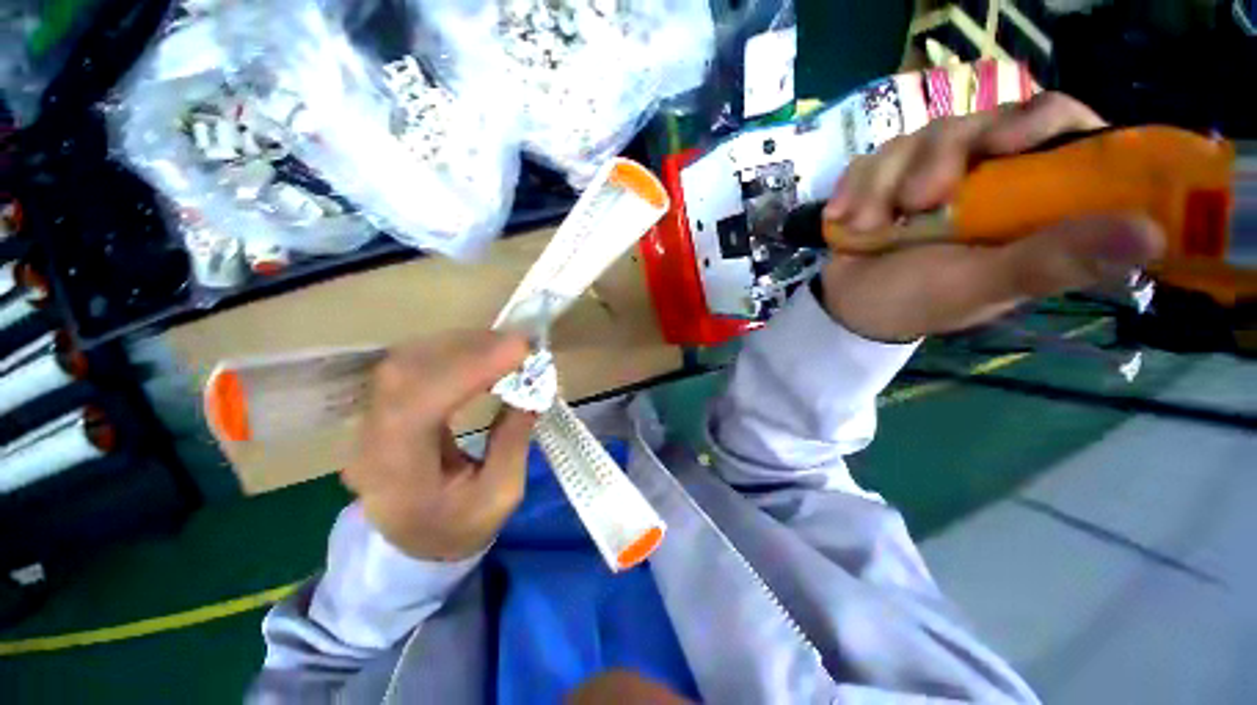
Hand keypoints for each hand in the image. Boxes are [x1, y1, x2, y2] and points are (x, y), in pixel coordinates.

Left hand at [343, 331, 534, 560]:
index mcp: (397, 477)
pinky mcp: (382, 407)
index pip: (418, 407)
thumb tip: (532, 388)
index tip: (518, 351)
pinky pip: (412, 364)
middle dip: (468, 350)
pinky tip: (480, 354)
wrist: (415, 544)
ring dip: (460, 346)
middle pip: (406, 373)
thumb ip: (513, 440)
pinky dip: (451, 351)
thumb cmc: (460, 527)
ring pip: (406, 361)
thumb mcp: (501, 495)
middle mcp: (370, 442)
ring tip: (504, 347)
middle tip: (518, 345)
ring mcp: (369, 421)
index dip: (467, 370)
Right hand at [818, 92, 1164, 341]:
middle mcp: (986, 173)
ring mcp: (931, 172)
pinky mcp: (886, 178)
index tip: (1004, 144)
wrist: (850, 307)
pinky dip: (853, 187)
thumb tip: (1153, 233)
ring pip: (917, 137)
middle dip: (936, 159)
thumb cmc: (918, 302)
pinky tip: (842, 218)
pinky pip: (870, 158)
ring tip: (868, 226)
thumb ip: (1052, 260)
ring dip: (883, 183)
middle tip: (913, 204)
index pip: (1057, 123)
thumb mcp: (982, 285)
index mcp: (1028, 197)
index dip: (1037, 119)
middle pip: (977, 120)